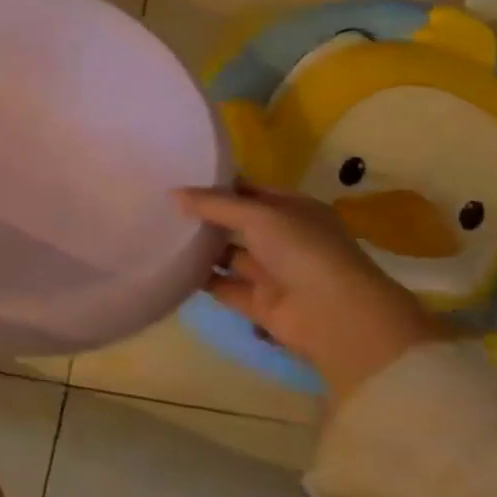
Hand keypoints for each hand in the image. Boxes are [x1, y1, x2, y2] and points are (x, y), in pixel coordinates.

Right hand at [176, 186, 451, 403]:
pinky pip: (222, 286)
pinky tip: (170, 266)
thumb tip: (173, 194)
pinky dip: (200, 278)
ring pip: (228, 254)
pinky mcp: (258, 302)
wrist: (336, 318)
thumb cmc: (304, 251)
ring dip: (200, 247)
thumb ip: (214, 204)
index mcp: (294, 210)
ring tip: (160, 233)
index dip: (218, 186)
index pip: (250, 191)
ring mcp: (272, 272)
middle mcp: (284, 238)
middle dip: (205, 215)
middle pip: (236, 223)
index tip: (179, 178)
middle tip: (163, 205)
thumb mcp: (258, 216)